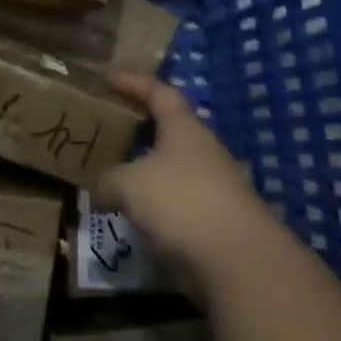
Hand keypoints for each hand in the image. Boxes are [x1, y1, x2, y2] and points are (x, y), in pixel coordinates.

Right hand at [95, 73, 272, 291]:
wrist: (240, 262)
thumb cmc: (181, 202)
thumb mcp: (129, 185)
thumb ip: (108, 180)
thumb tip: (100, 186)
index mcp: (184, 128)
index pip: (159, 91)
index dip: (133, 82)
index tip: (107, 78)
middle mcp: (203, 150)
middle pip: (169, 129)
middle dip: (139, 127)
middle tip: (108, 127)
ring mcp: (214, 187)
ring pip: (173, 168)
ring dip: (146, 170)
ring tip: (115, 175)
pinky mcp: (217, 222)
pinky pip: (178, 202)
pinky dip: (156, 204)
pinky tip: (135, 216)